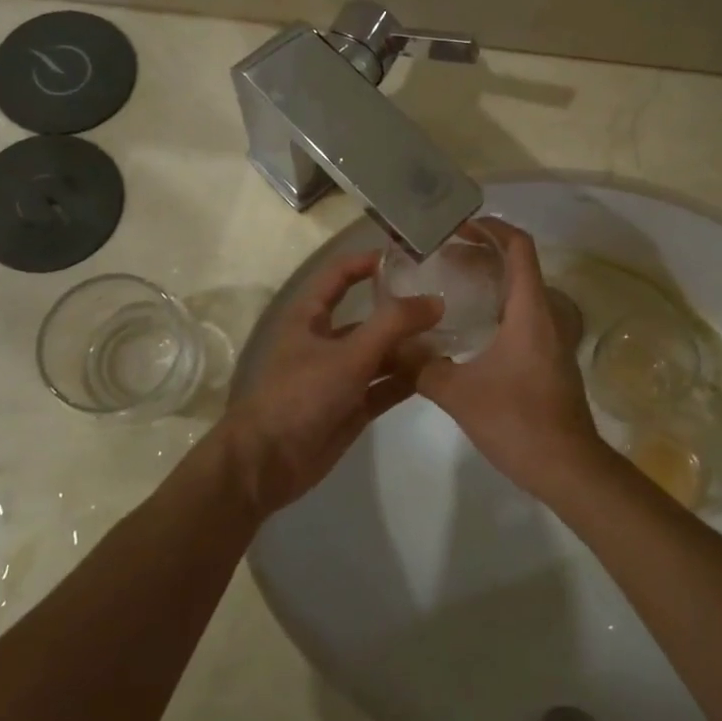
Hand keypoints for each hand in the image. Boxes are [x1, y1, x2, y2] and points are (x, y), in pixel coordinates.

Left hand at [222, 251, 439, 517]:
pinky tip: (439, 372)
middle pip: (369, 316)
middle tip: (448, 302)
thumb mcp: (348, 354)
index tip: (409, 256)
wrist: (268, 464)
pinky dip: (409, 379)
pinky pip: (386, 386)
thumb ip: (393, 325)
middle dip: (403, 311)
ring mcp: (340, 375)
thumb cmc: (300, 395)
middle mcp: (326, 340)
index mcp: (310, 317)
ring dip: (411, 348)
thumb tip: (436, 300)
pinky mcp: (352, 406)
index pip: (340, 275)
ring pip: (382, 353)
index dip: (370, 262)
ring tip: (453, 339)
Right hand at [413, 219, 612, 501]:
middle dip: (482, 254)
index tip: (459, 226)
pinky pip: (524, 316)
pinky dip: (498, 306)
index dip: (492, 228)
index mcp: (530, 311)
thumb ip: (421, 366)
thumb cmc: (518, 422)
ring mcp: (551, 339)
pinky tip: (470, 327)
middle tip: (442, 258)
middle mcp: (546, 316)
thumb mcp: (459, 393)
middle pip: (519, 267)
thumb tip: (389, 346)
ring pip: (522, 293)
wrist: (569, 468)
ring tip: (451, 286)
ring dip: (491, 281)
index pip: (519, 248)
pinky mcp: (550, 359)